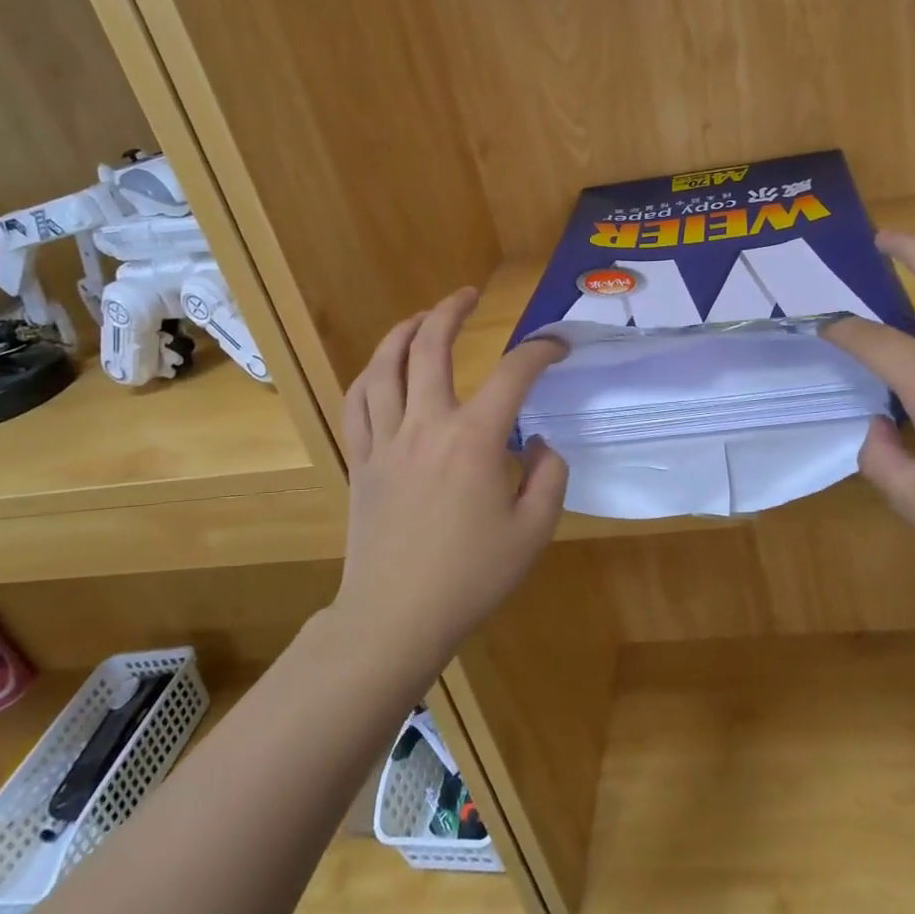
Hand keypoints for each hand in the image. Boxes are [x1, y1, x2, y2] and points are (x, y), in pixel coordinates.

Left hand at [336, 287, 567, 661]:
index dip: (540, 350)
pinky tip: (382, 368)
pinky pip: (357, 403)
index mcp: (474, 439)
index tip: (557, 346)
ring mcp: (386, 440)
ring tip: (422, 316)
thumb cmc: (471, 577)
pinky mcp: (361, 460)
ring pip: (385, 365)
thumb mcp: (534, 531)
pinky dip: (370, 374)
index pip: (513, 373)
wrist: (396, 618)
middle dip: (452, 311)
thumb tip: (537, 442)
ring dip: (404, 331)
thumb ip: (548, 476)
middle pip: (431, 347)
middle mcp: (426, 425)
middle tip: (469, 296)